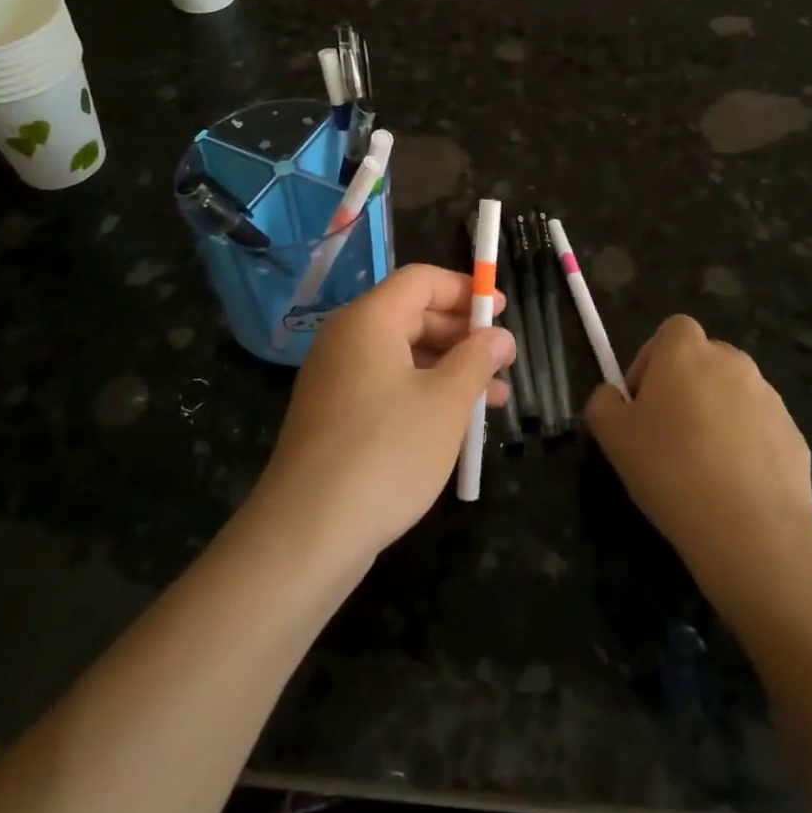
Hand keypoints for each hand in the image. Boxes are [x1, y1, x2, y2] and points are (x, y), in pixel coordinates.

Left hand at [248, 265, 514, 564]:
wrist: (308, 532)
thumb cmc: (387, 452)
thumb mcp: (445, 403)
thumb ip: (476, 360)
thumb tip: (498, 336)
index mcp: (369, 320)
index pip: (420, 280)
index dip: (464, 289)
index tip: (500, 312)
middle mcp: (347, 339)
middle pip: (411, 315)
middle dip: (461, 334)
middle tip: (503, 360)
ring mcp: (336, 379)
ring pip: (402, 355)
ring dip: (449, 369)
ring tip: (495, 398)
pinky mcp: (334, 415)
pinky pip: (386, 385)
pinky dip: (424, 393)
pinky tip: (456, 424)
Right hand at [586, 316, 811, 607]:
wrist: (749, 526)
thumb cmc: (669, 468)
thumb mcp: (612, 436)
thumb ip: (604, 403)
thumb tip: (614, 396)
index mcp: (686, 351)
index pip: (672, 331)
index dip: (653, 359)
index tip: (643, 400)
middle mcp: (732, 361)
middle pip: (704, 361)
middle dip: (685, 387)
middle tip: (667, 433)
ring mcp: (769, 397)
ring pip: (733, 394)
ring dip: (716, 415)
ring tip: (701, 465)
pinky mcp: (793, 433)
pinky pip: (759, 428)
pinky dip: (745, 445)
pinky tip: (732, 484)